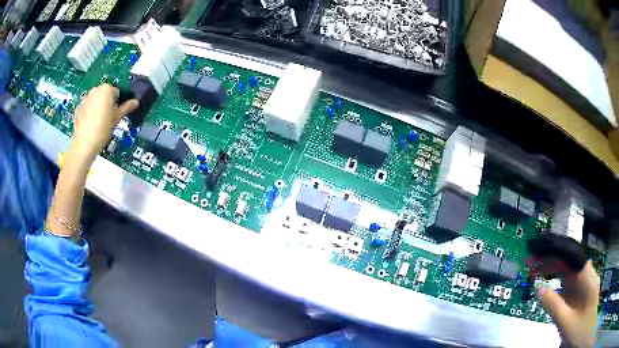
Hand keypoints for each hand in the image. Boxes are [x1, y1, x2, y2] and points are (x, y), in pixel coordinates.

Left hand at [70, 84, 137, 162]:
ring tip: (98, 122)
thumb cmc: (103, 128)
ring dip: (97, 107)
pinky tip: (90, 124)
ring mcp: (85, 98)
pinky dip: (89, 113)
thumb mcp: (117, 118)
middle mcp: (95, 90)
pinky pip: (86, 107)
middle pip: (104, 94)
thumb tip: (136, 102)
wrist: (84, 143)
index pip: (116, 92)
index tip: (115, 113)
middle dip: (106, 102)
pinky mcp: (78, 108)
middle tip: (108, 117)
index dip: (117, 102)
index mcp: (106, 89)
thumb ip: (126, 108)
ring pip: (95, 100)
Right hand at [538, 260, 599, 347]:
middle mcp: (588, 273)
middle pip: (569, 260)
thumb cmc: (580, 329)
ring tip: (536, 268)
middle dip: (550, 259)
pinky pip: (569, 279)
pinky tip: (548, 281)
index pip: (571, 256)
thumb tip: (539, 288)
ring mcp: (585, 280)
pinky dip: (557, 278)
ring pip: (568, 268)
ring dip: (553, 268)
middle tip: (531, 260)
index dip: (554, 252)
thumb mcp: (567, 323)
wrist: (585, 333)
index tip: (537, 252)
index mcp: (588, 277)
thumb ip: (555, 306)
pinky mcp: (581, 288)